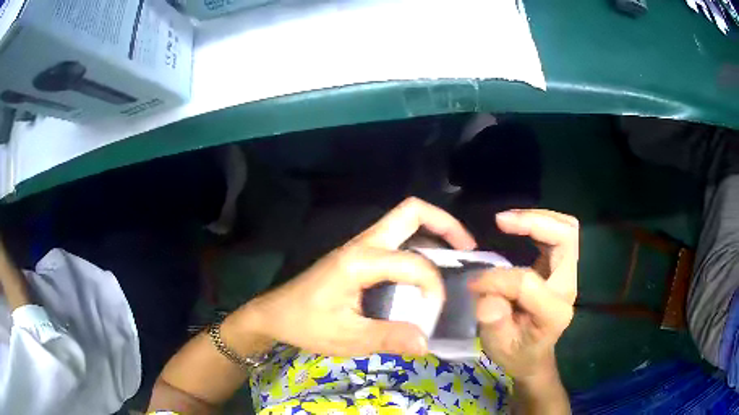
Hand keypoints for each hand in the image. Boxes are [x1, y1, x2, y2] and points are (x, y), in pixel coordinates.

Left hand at [247, 197, 475, 356]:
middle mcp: (363, 243)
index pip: (414, 263)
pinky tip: (426, 272)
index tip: (434, 314)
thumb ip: (388, 338)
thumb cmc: (307, 325)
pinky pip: (396, 238)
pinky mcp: (359, 254)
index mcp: (360, 261)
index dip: (433, 287)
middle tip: (467, 249)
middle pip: (411, 211)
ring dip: (433, 231)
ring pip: (404, 221)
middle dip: (445, 224)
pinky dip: (419, 244)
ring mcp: (360, 246)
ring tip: (456, 257)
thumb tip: (427, 341)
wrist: (275, 314)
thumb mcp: (347, 338)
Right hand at [469, 210, 577, 379]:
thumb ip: (493, 322)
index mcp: (554, 312)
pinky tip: (517, 226)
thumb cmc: (515, 353)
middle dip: (534, 223)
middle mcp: (567, 287)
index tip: (474, 284)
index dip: (497, 279)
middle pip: (566, 237)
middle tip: (501, 222)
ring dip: (537, 218)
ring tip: (507, 221)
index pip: (528, 282)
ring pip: (566, 229)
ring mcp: (568, 274)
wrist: (533, 356)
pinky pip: (559, 232)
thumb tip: (485, 293)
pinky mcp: (561, 266)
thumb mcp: (498, 347)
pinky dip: (539, 223)